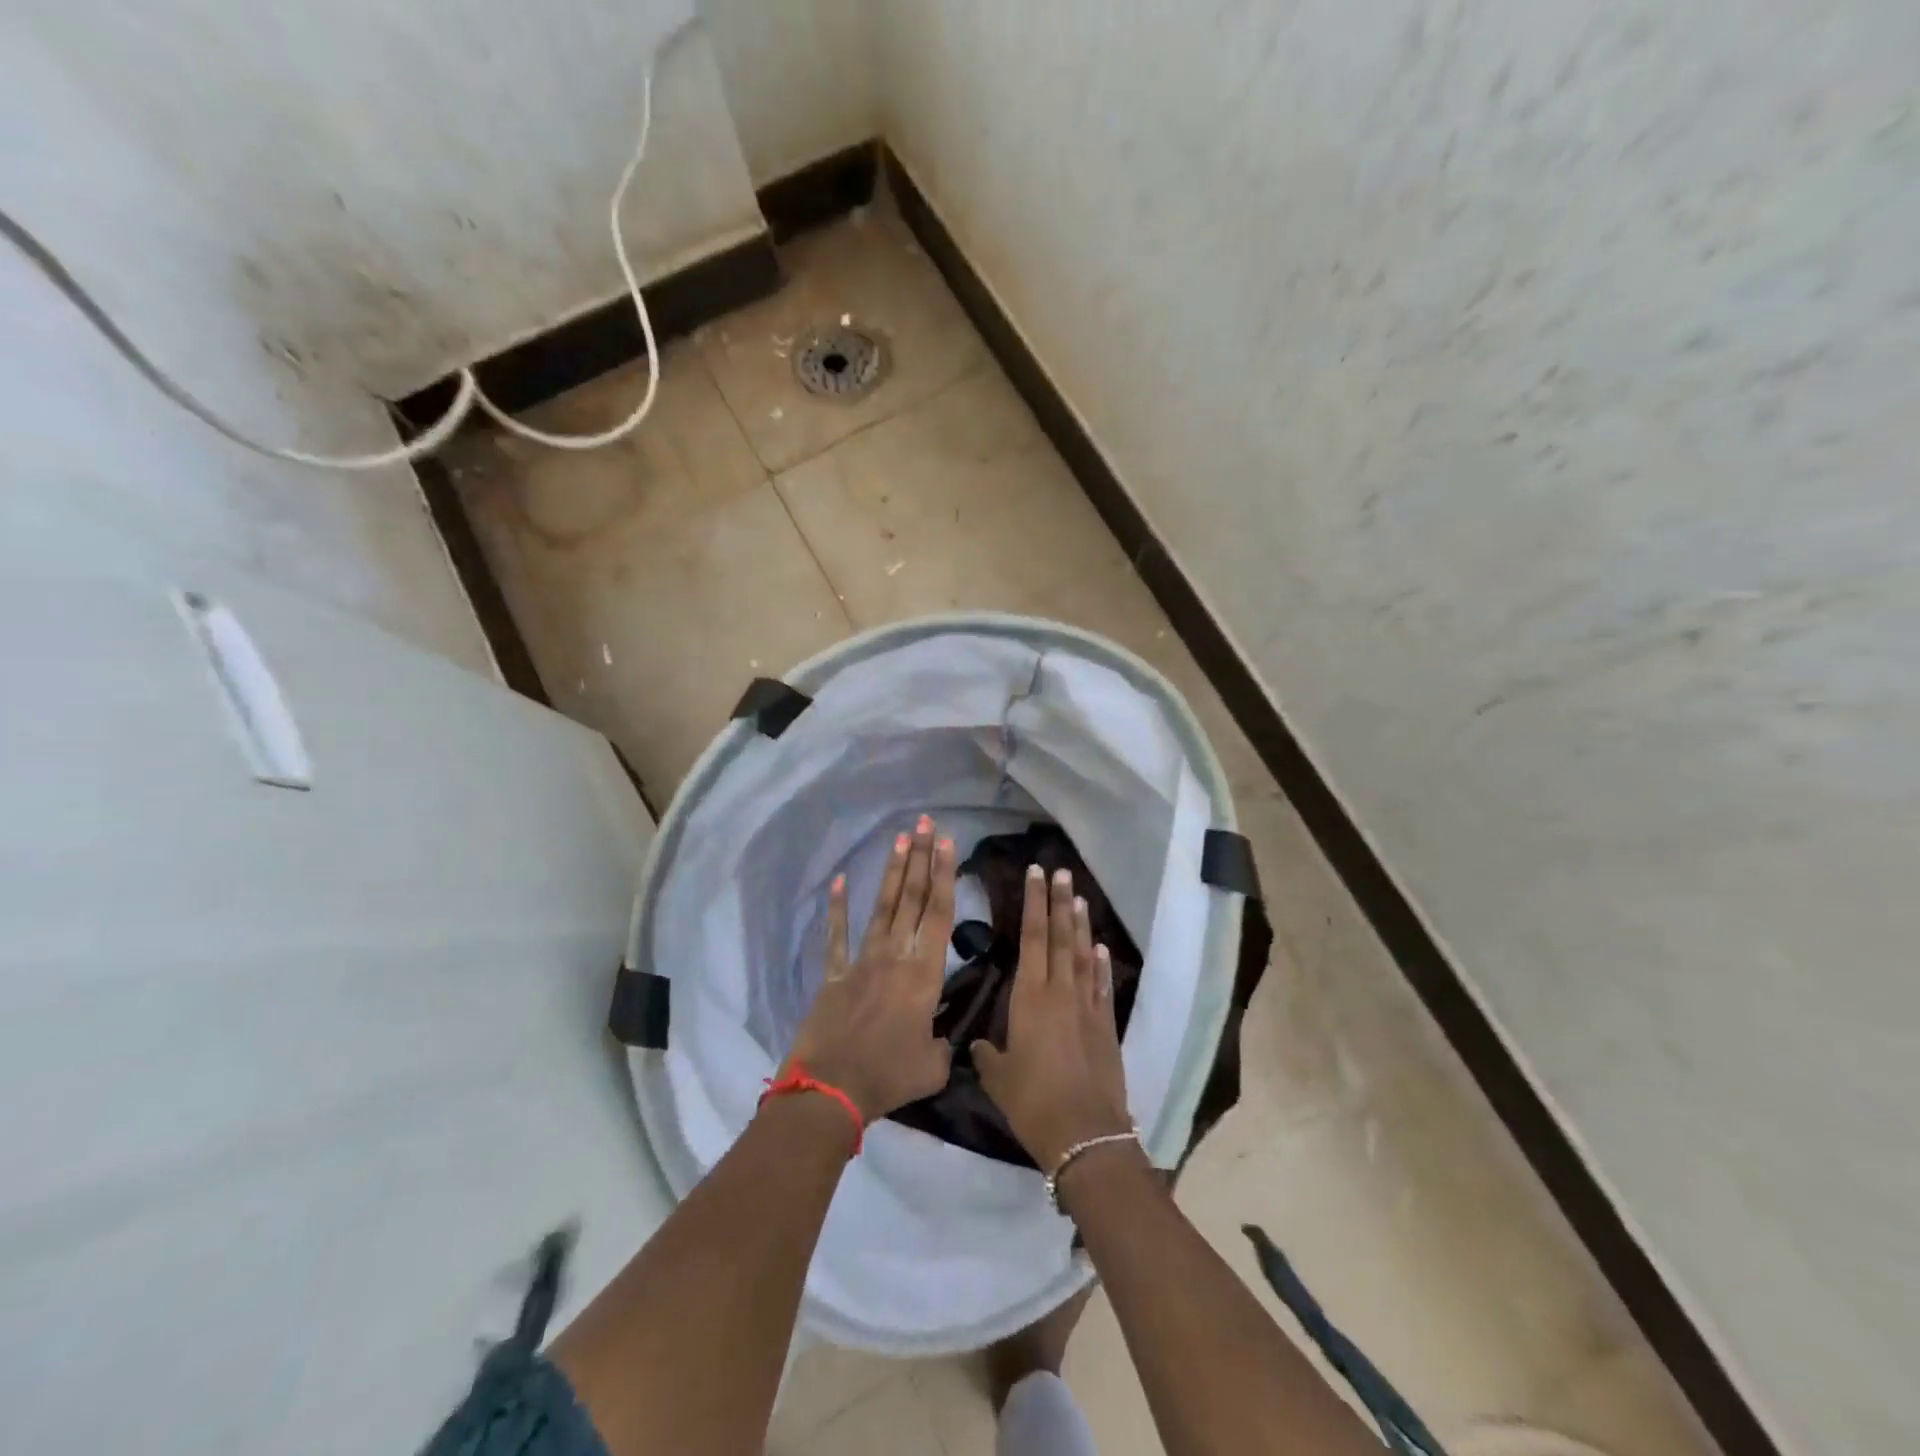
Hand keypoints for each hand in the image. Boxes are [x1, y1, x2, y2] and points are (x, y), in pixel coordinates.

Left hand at [784, 815, 956, 1123]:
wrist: (831, 1090)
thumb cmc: (888, 1077)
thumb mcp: (933, 1067)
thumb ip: (942, 1045)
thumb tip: (940, 1038)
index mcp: (924, 974)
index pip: (939, 914)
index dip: (943, 876)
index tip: (946, 843)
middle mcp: (895, 956)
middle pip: (912, 898)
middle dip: (921, 858)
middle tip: (926, 824)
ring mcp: (862, 961)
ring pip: (882, 907)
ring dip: (892, 871)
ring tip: (900, 837)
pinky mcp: (834, 974)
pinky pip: (837, 936)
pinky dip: (837, 908)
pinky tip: (839, 880)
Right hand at [973, 864, 1131, 1171]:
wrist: (1085, 1134)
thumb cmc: (1033, 1102)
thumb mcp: (998, 1078)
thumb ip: (988, 1054)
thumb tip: (981, 1043)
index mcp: (1030, 998)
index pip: (1032, 937)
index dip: (1034, 903)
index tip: (1036, 874)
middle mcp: (1060, 992)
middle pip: (1060, 937)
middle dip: (1059, 902)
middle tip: (1061, 872)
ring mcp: (1087, 1007)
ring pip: (1082, 955)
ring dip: (1080, 925)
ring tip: (1079, 897)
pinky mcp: (1106, 1026)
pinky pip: (1101, 986)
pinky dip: (1100, 964)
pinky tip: (1099, 948)